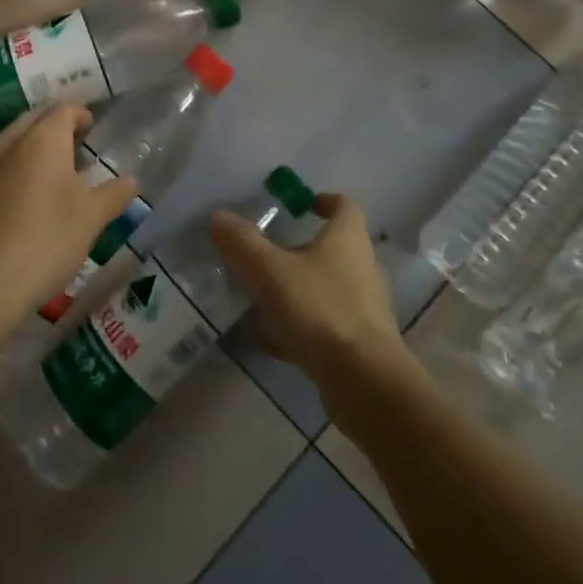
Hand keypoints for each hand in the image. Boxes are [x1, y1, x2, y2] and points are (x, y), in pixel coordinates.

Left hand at [0, 104, 139, 327]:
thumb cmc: (45, 241)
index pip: (65, 109)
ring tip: (55, 177)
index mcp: (42, 139)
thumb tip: (131, 180)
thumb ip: (114, 194)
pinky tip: (27, 202)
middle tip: (78, 151)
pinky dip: (15, 171)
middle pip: (35, 120)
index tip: (95, 135)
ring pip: (13, 142)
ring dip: (34, 149)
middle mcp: (9, 143)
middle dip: (57, 128)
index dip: (83, 116)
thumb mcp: (91, 219)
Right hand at [208, 192, 412, 394]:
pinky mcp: (359, 343)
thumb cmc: (321, 311)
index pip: (344, 205)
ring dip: (297, 288)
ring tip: (261, 296)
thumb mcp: (271, 272)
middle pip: (332, 247)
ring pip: (326, 287)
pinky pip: (324, 324)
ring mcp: (363, 307)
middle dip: (299, 249)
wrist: (365, 382)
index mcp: (348, 239)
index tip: (298, 206)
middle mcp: (362, 267)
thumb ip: (243, 243)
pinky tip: (270, 340)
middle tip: (265, 254)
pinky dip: (300, 326)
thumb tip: (217, 215)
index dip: (323, 200)